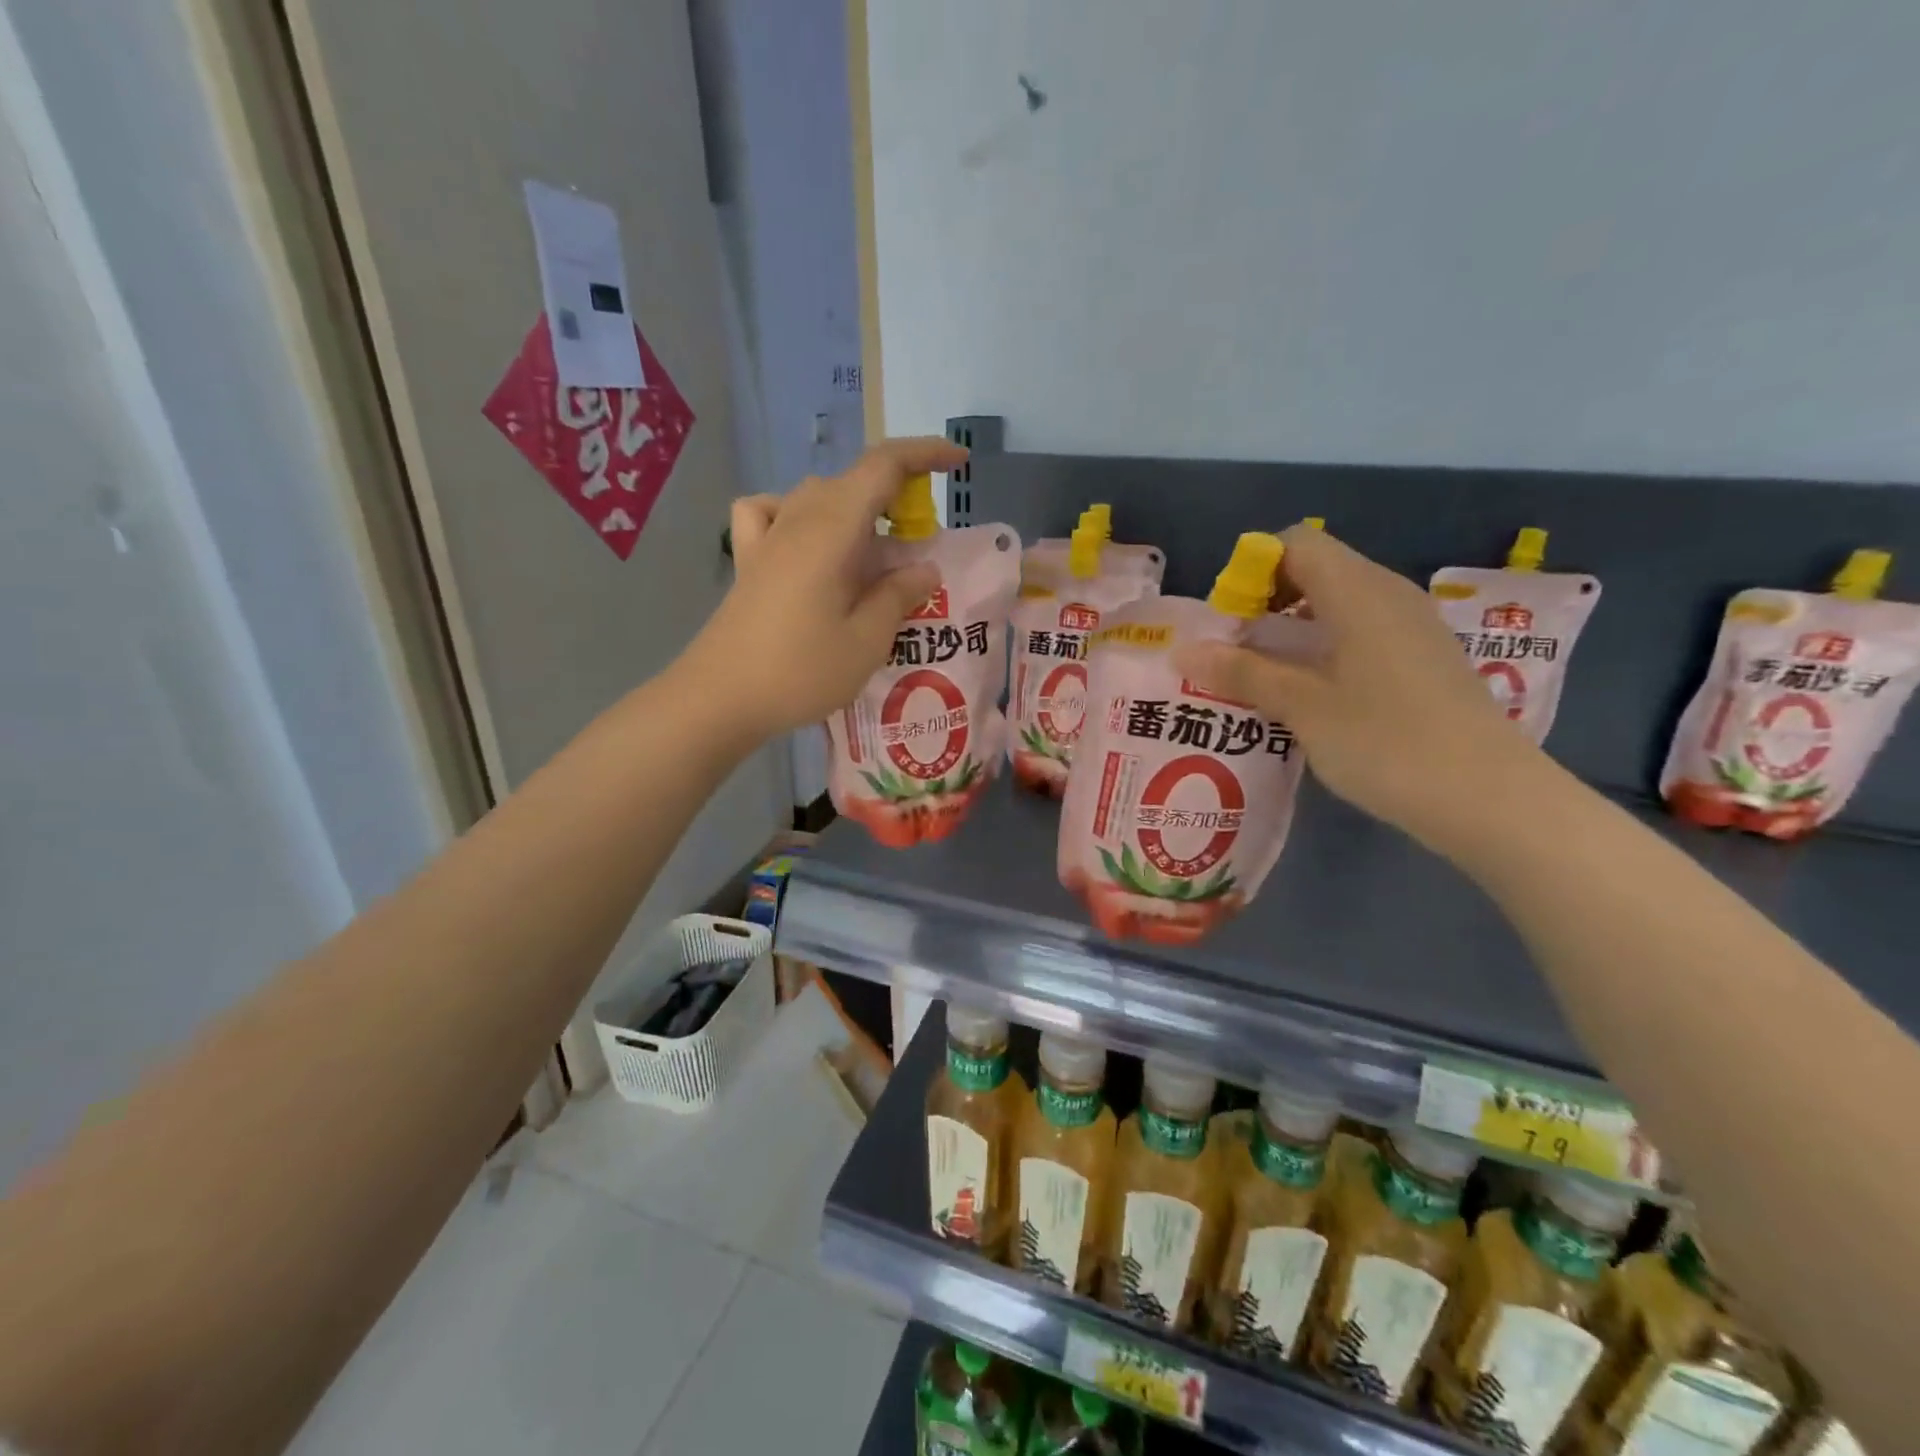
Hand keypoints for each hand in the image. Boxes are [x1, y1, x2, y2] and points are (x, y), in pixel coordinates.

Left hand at [681, 437, 968, 742]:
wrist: (719, 698)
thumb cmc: (800, 671)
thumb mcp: (866, 641)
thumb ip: (898, 595)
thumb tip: (923, 568)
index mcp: (833, 528)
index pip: (884, 466)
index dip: (925, 454)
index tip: (958, 462)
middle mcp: (798, 518)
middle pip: (854, 482)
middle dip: (898, 498)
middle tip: (922, 547)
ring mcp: (767, 536)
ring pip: (820, 497)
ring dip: (858, 514)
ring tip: (875, 558)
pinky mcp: (749, 560)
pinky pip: (773, 513)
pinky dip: (799, 516)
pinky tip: (807, 544)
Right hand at [1174, 524, 1546, 848]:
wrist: (1489, 798)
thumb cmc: (1386, 743)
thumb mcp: (1302, 708)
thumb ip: (1242, 673)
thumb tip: (1182, 651)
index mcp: (1359, 592)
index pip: (1296, 543)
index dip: (1252, 569)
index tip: (1227, 619)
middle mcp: (1388, 594)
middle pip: (1316, 568)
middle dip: (1265, 599)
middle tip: (1235, 650)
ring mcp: (1412, 626)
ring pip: (1339, 601)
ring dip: (1292, 626)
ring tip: (1263, 673)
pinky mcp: (1423, 658)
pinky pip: (1361, 628)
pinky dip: (1324, 644)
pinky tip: (1310, 691)